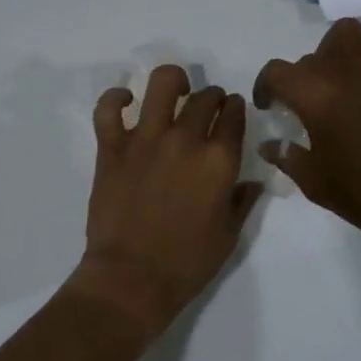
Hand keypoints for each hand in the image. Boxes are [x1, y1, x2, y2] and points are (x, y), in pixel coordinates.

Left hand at [73, 65, 262, 341]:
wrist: (132, 279)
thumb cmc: (187, 263)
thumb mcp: (229, 235)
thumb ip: (243, 201)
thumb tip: (251, 181)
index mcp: (219, 160)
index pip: (234, 115)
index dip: (236, 108)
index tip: (233, 111)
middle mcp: (185, 139)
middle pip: (204, 97)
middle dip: (212, 97)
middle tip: (208, 107)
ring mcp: (145, 139)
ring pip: (162, 84)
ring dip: (174, 81)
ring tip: (175, 90)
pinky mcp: (112, 147)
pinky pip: (108, 108)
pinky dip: (116, 98)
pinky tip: (127, 100)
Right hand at [253, 20, 360, 251]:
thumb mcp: (316, 183)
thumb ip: (288, 157)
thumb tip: (270, 144)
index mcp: (315, 95)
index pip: (276, 72)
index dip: (265, 87)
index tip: (270, 106)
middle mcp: (345, 70)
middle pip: (312, 56)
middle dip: (304, 78)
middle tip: (311, 105)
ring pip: (349, 33)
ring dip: (337, 50)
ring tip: (341, 77)